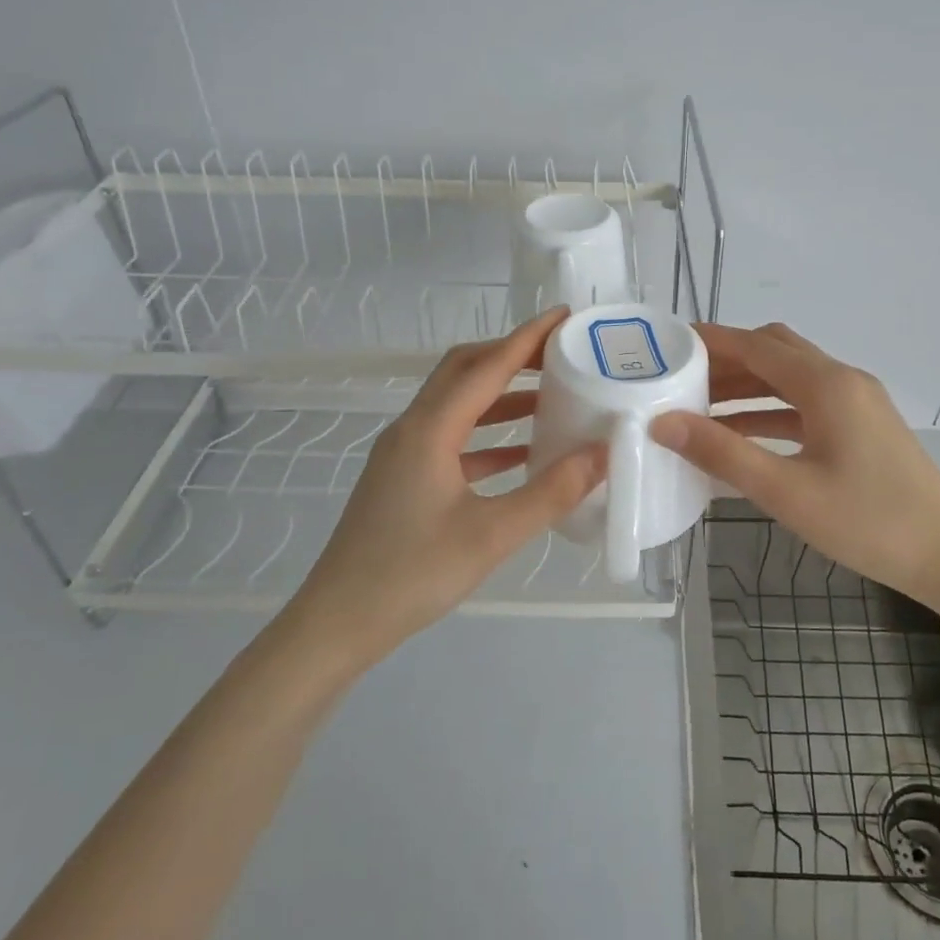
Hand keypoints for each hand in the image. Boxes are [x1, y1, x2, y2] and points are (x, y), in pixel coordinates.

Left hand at [284, 307, 605, 661]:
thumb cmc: (413, 574)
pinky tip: (521, 454)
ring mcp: (404, 453)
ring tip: (551, 398)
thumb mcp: (492, 535)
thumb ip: (550, 492)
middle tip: (559, 354)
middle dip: (511, 356)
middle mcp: (413, 428)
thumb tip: (601, 453)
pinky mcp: (404, 478)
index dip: (527, 338)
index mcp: (429, 429)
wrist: (338, 623)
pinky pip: (453, 439)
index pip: (486, 367)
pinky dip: (488, 436)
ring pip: (458, 405)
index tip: (564, 316)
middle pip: (464, 371)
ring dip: (501, 396)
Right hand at [650, 322, 939, 605]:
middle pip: (774, 352)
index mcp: (826, 384)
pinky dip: (770, 411)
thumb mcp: (786, 491)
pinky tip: (741, 436)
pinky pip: (805, 404)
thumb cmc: (867, 522)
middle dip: (726, 360)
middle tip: (680, 378)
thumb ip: (722, 453)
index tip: (668, 344)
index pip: (756, 345)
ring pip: (790, 378)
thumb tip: (663, 423)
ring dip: (747, 387)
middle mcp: (842, 380)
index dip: (711, 341)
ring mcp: (857, 402)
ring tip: (699, 407)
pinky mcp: (862, 426)